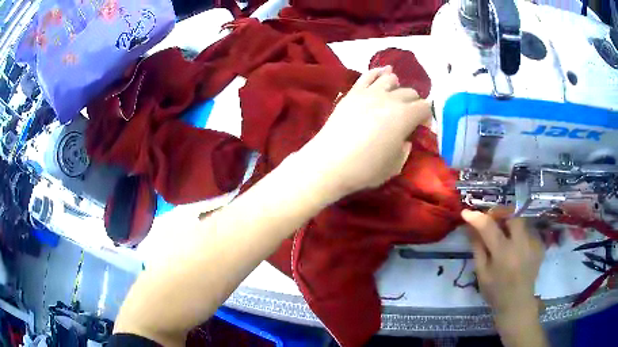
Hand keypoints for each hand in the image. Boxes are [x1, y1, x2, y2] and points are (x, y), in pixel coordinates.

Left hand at [300, 66, 430, 201]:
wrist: (329, 163)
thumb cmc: (365, 169)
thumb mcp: (395, 166)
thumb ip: (405, 150)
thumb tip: (405, 139)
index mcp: (405, 117)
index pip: (425, 107)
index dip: (427, 116)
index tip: (422, 127)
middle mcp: (390, 99)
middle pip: (410, 92)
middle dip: (415, 103)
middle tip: (409, 116)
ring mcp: (369, 93)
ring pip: (390, 79)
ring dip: (398, 86)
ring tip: (396, 95)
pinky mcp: (352, 93)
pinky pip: (368, 75)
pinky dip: (378, 72)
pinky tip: (382, 72)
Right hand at [462, 209, 543, 321]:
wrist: (517, 303)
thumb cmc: (495, 292)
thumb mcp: (482, 273)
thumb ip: (478, 248)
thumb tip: (471, 227)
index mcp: (503, 254)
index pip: (489, 227)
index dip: (476, 217)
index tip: (466, 212)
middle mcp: (521, 244)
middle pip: (512, 215)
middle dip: (500, 214)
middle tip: (492, 220)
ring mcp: (533, 243)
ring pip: (521, 221)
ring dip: (510, 224)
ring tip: (505, 236)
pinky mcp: (539, 245)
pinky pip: (528, 231)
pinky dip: (520, 234)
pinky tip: (516, 247)